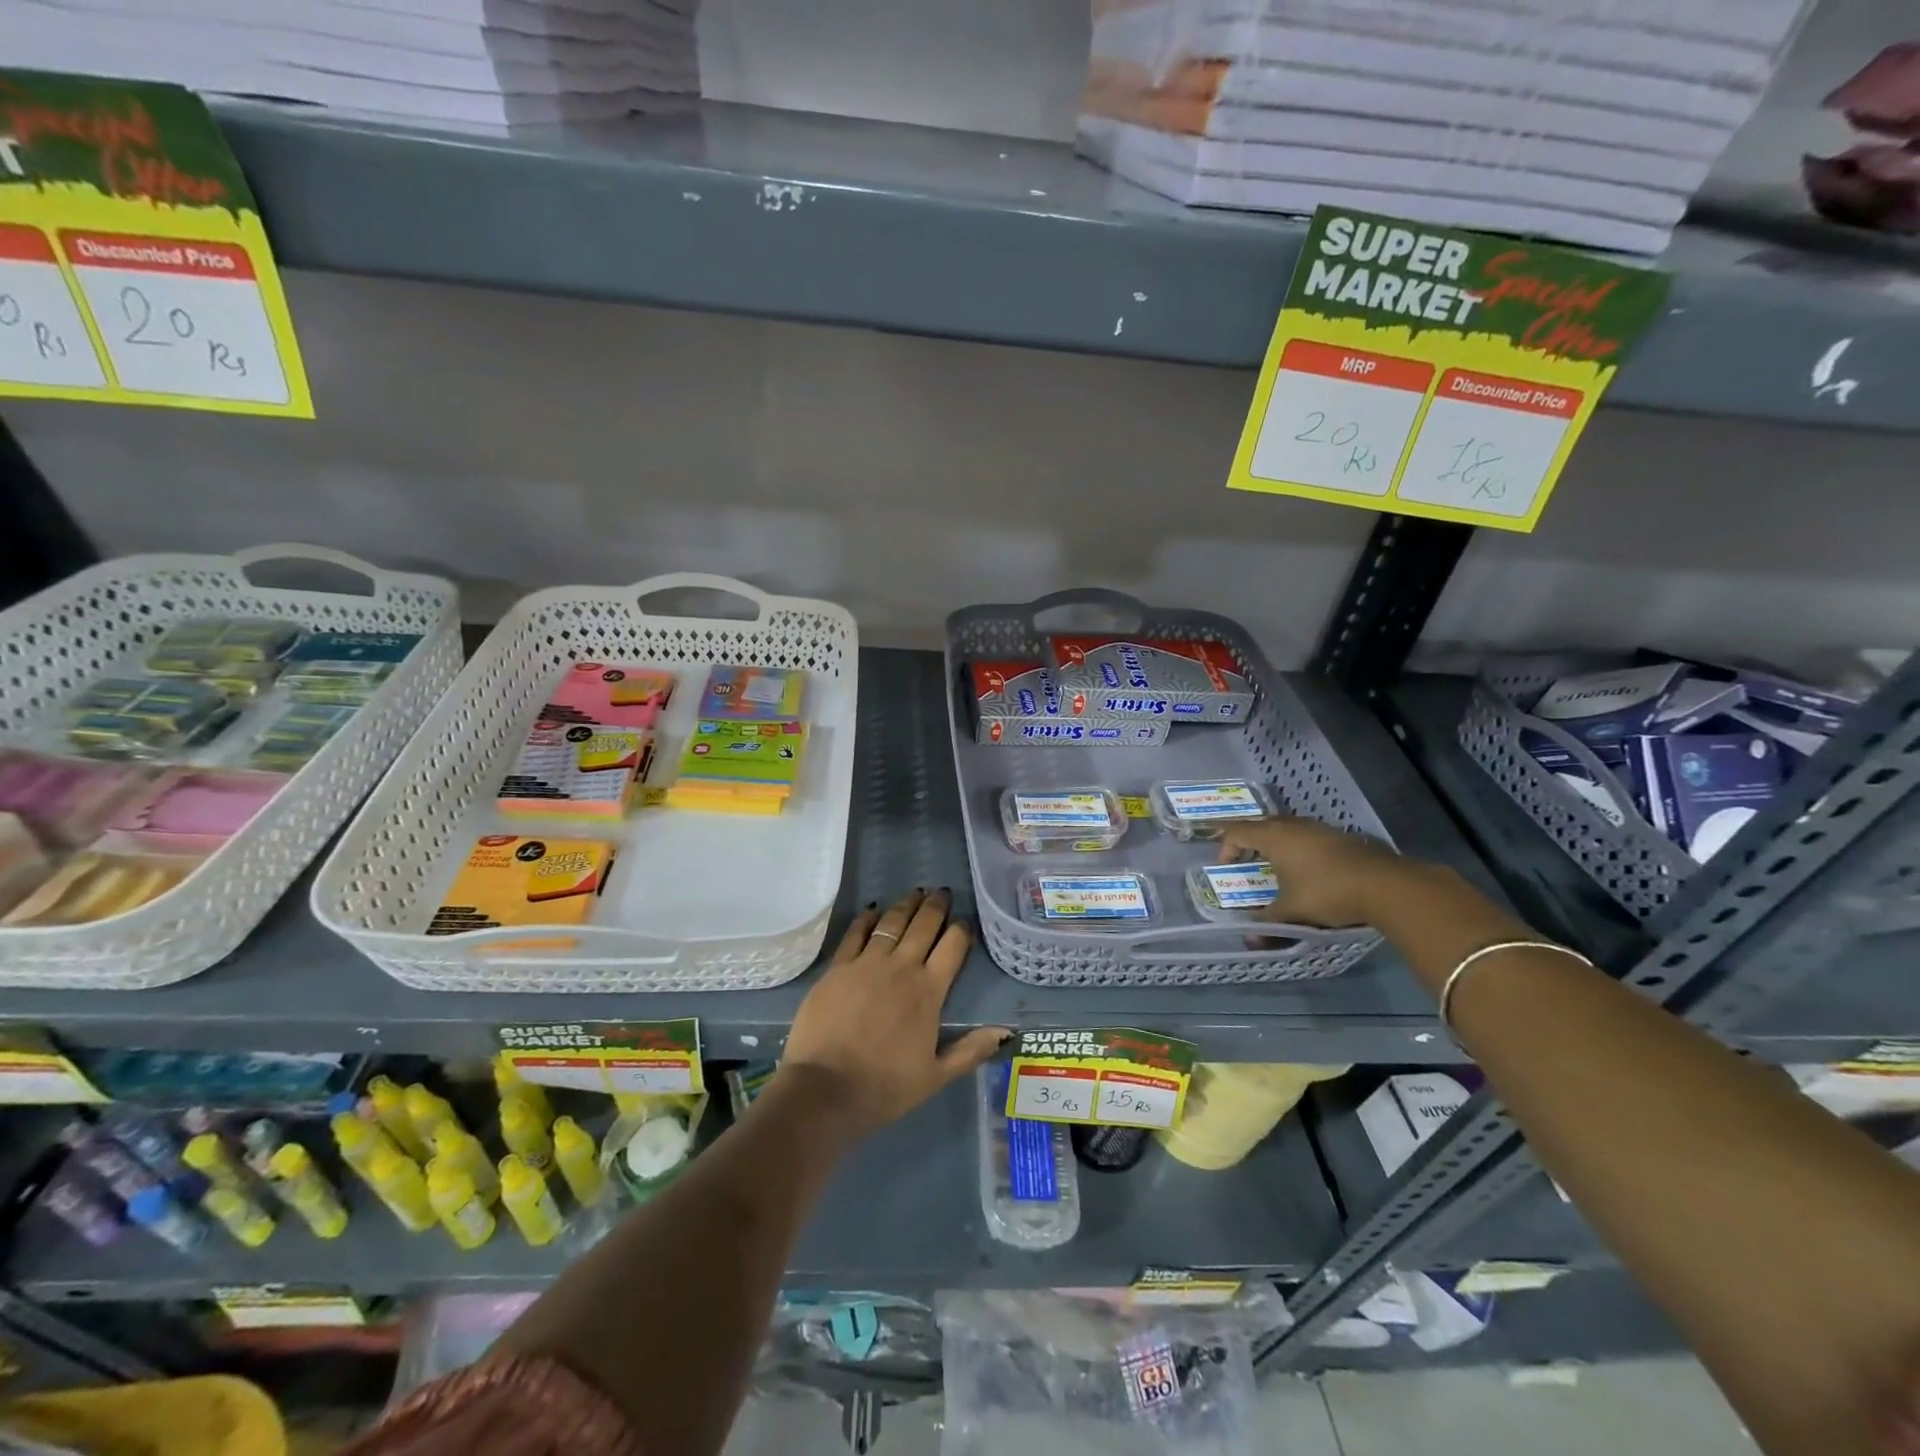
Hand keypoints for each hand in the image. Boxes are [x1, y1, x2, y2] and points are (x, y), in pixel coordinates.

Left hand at [780, 888, 1008, 1134]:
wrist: (825, 1089)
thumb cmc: (884, 1087)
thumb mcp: (936, 1076)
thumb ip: (971, 1051)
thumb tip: (1006, 1031)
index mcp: (929, 991)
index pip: (953, 947)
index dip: (961, 930)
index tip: (965, 921)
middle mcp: (902, 967)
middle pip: (924, 925)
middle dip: (936, 906)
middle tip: (943, 892)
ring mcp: (867, 963)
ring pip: (892, 922)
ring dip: (906, 905)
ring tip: (916, 892)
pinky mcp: (838, 967)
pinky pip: (856, 933)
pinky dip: (868, 918)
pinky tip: (873, 910)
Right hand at [1217, 817, 1405, 928]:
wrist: (1385, 885)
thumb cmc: (1327, 892)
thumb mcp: (1292, 912)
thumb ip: (1268, 923)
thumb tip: (1249, 941)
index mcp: (1273, 837)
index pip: (1237, 831)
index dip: (1225, 846)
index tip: (1225, 865)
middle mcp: (1292, 825)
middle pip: (1260, 825)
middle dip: (1247, 841)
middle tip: (1243, 861)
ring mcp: (1317, 828)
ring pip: (1285, 828)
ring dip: (1273, 843)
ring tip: (1273, 865)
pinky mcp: (1338, 836)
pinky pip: (1305, 835)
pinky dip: (1296, 847)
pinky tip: (1305, 868)